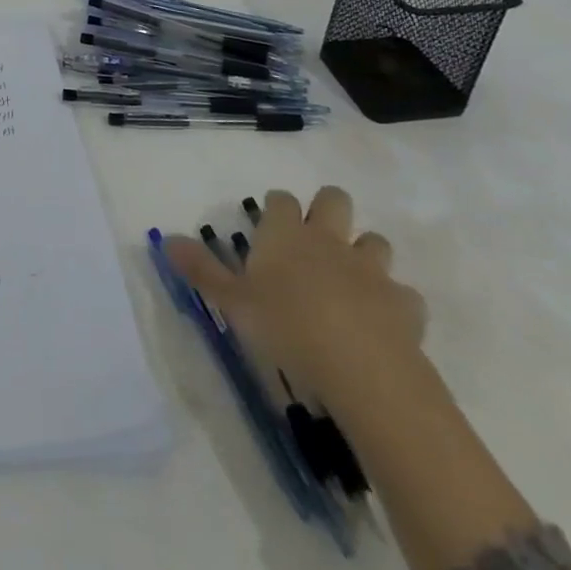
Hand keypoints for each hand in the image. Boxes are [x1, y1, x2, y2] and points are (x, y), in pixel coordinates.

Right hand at [166, 186, 424, 404]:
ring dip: (365, 253)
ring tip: (352, 278)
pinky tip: (385, 321)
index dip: (276, 206)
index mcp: (285, 234)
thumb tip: (166, 239)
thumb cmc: (287, 327)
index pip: (281, 199)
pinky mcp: (405, 305)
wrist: (363, 370)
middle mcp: (328, 240)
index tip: (270, 221)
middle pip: (334, 199)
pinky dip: (395, 302)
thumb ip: (201, 270)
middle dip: (328, 209)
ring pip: (375, 241)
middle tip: (316, 236)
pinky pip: (404, 294)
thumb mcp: (232, 302)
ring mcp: (371, 269)